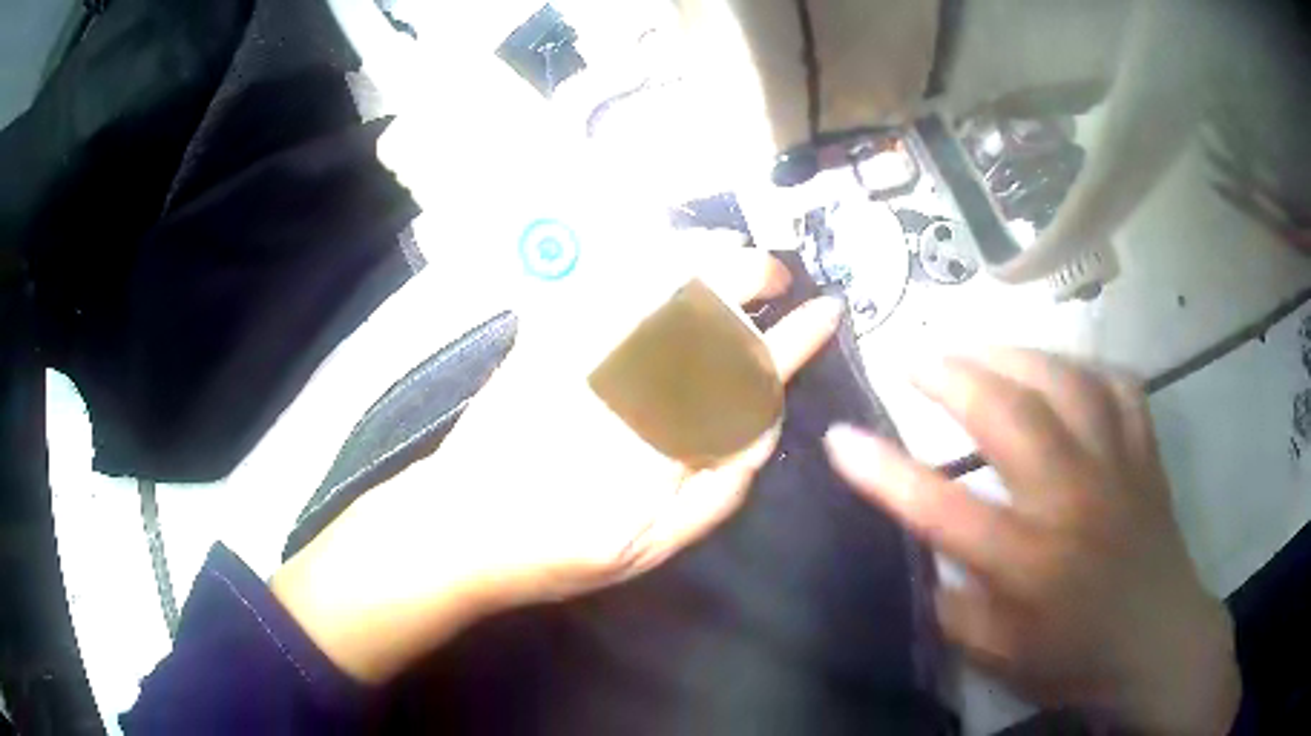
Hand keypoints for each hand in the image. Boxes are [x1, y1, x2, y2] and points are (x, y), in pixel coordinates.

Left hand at [273, 245, 842, 683]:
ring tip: (732, 250)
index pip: (742, 385)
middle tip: (776, 273)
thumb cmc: (554, 555)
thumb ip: (714, 496)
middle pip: (698, 314)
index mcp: (653, 461)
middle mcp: (618, 396)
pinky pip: (594, 278)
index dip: (792, 344)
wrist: (458, 528)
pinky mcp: (538, 341)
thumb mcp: (648, 554)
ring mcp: (573, 359)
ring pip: (650, 284)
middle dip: (749, 278)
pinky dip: (634, 250)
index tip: (825, 313)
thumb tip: (761, 428)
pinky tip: (662, 244)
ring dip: (700, 253)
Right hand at [823, 350, 1239, 734]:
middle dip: (952, 376)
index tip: (838, 437)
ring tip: (981, 348)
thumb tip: (922, 556)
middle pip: (1011, 415)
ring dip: (1015, 355)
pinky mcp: (1144, 454)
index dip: (882, 472)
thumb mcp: (1000, 657)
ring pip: (1067, 382)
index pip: (942, 510)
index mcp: (1030, 561)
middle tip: (913, 357)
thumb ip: (953, 608)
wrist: (1157, 642)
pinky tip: (1064, 371)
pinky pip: (1119, 388)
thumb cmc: (1075, 658)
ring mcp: (1117, 466)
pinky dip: (1087, 369)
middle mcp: (1074, 500)